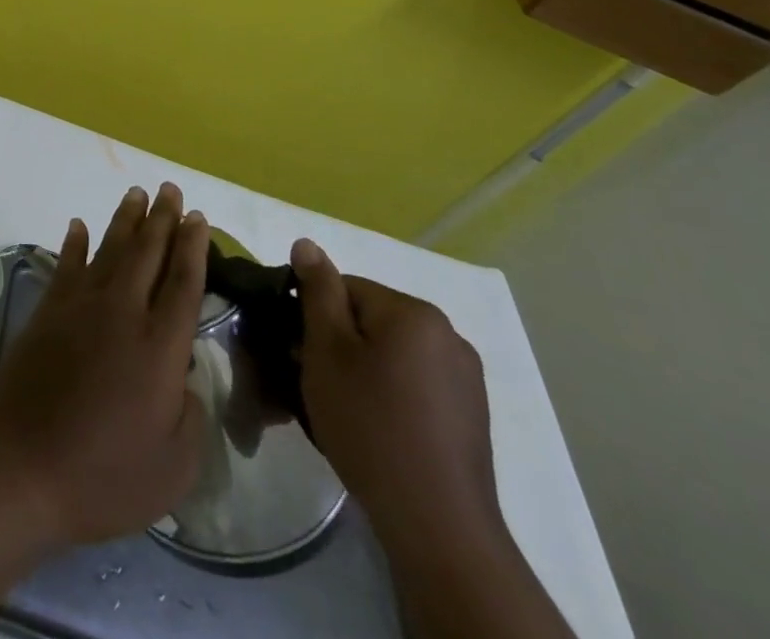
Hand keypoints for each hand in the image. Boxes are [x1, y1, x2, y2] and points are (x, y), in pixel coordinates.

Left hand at [0, 184, 209, 546]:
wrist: (22, 462)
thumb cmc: (105, 475)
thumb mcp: (174, 467)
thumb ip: (191, 415)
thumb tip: (185, 378)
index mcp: (159, 347)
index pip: (183, 283)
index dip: (193, 247)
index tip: (198, 217)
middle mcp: (122, 312)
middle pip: (147, 253)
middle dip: (162, 218)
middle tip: (171, 189)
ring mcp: (80, 306)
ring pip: (109, 249)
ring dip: (125, 220)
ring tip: (137, 193)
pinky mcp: (48, 311)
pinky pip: (66, 264)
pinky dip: (74, 242)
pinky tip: (78, 225)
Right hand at [290, 238, 503, 558]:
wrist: (436, 525)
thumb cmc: (370, 424)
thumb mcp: (326, 350)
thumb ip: (317, 292)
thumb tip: (307, 244)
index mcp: (414, 312)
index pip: (346, 288)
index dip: (314, 316)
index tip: (298, 350)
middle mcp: (448, 334)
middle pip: (371, 319)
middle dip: (339, 343)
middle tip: (315, 381)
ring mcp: (466, 377)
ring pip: (393, 352)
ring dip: (364, 368)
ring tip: (344, 408)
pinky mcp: (471, 415)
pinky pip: (416, 382)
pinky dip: (392, 393)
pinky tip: (378, 426)